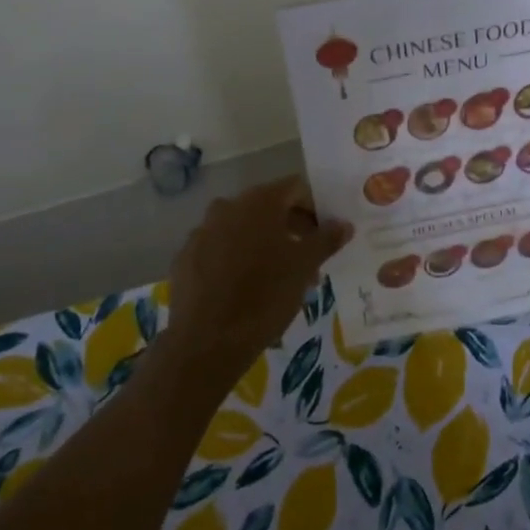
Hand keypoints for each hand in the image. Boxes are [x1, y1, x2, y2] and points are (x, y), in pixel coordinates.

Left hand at [157, 177, 351, 392]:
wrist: (207, 341)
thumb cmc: (265, 296)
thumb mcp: (304, 267)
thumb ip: (326, 239)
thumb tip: (344, 223)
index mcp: (258, 202)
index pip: (295, 188)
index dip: (315, 208)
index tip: (324, 235)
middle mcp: (227, 207)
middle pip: (268, 208)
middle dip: (291, 230)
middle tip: (308, 262)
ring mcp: (201, 231)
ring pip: (243, 230)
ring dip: (265, 246)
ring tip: (279, 280)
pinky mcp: (185, 257)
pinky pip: (219, 250)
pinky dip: (236, 261)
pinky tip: (245, 290)